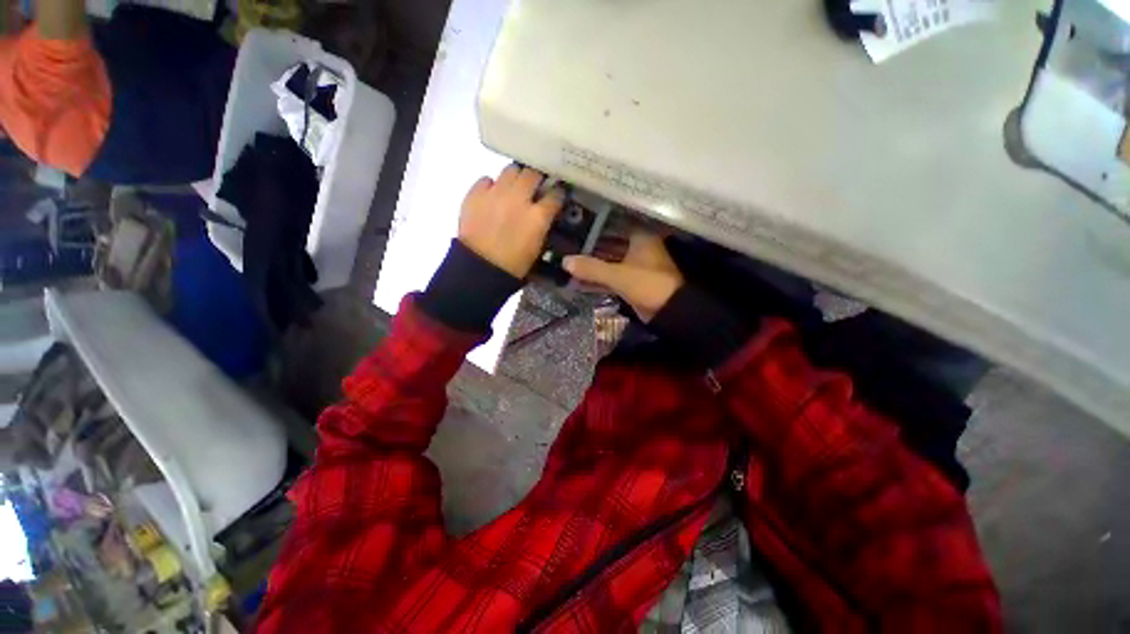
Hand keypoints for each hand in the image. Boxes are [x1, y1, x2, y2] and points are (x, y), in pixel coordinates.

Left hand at [459, 165, 563, 277]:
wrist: (480, 268)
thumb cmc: (514, 264)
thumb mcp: (538, 246)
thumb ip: (543, 224)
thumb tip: (544, 211)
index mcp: (538, 216)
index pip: (555, 194)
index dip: (557, 193)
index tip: (555, 194)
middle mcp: (519, 199)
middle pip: (533, 173)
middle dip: (536, 179)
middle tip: (534, 187)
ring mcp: (496, 193)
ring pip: (511, 170)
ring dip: (515, 178)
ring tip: (513, 188)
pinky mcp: (475, 194)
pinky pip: (486, 179)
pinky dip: (491, 185)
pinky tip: (492, 196)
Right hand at [564, 232, 683, 321]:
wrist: (669, 312)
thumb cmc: (647, 284)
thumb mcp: (618, 275)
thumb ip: (592, 268)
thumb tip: (565, 261)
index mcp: (641, 237)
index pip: (614, 224)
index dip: (595, 224)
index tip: (575, 223)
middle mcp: (638, 248)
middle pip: (609, 243)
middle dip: (589, 247)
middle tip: (566, 244)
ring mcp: (634, 266)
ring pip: (608, 261)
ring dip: (592, 265)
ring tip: (568, 262)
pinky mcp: (631, 282)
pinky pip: (610, 276)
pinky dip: (597, 278)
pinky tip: (578, 280)